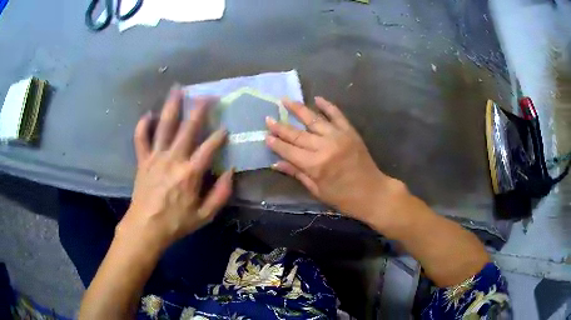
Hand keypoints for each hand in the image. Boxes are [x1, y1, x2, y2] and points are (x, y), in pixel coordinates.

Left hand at [118, 88, 232, 251]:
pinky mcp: (143, 160)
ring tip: (177, 89)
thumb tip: (230, 171)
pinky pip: (141, 138)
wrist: (146, 228)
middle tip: (207, 95)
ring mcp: (156, 157)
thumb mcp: (205, 215)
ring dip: (171, 106)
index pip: (209, 147)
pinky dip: (143, 125)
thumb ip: (221, 193)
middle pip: (188, 128)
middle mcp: (173, 159)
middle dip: (199, 110)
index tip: (225, 128)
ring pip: (164, 126)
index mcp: (191, 173)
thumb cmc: (176, 223)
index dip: (219, 135)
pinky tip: (148, 114)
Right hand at [265, 97, 401, 222]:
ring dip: (298, 109)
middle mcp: (324, 146)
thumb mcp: (317, 190)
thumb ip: (297, 173)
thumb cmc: (343, 198)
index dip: (276, 143)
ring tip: (285, 100)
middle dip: (281, 126)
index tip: (265, 135)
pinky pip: (337, 115)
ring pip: (314, 120)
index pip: (289, 151)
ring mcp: (338, 136)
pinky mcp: (350, 132)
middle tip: (268, 118)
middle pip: (297, 134)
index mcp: (315, 165)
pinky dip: (327, 106)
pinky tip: (317, 98)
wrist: (373, 192)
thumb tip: (275, 163)